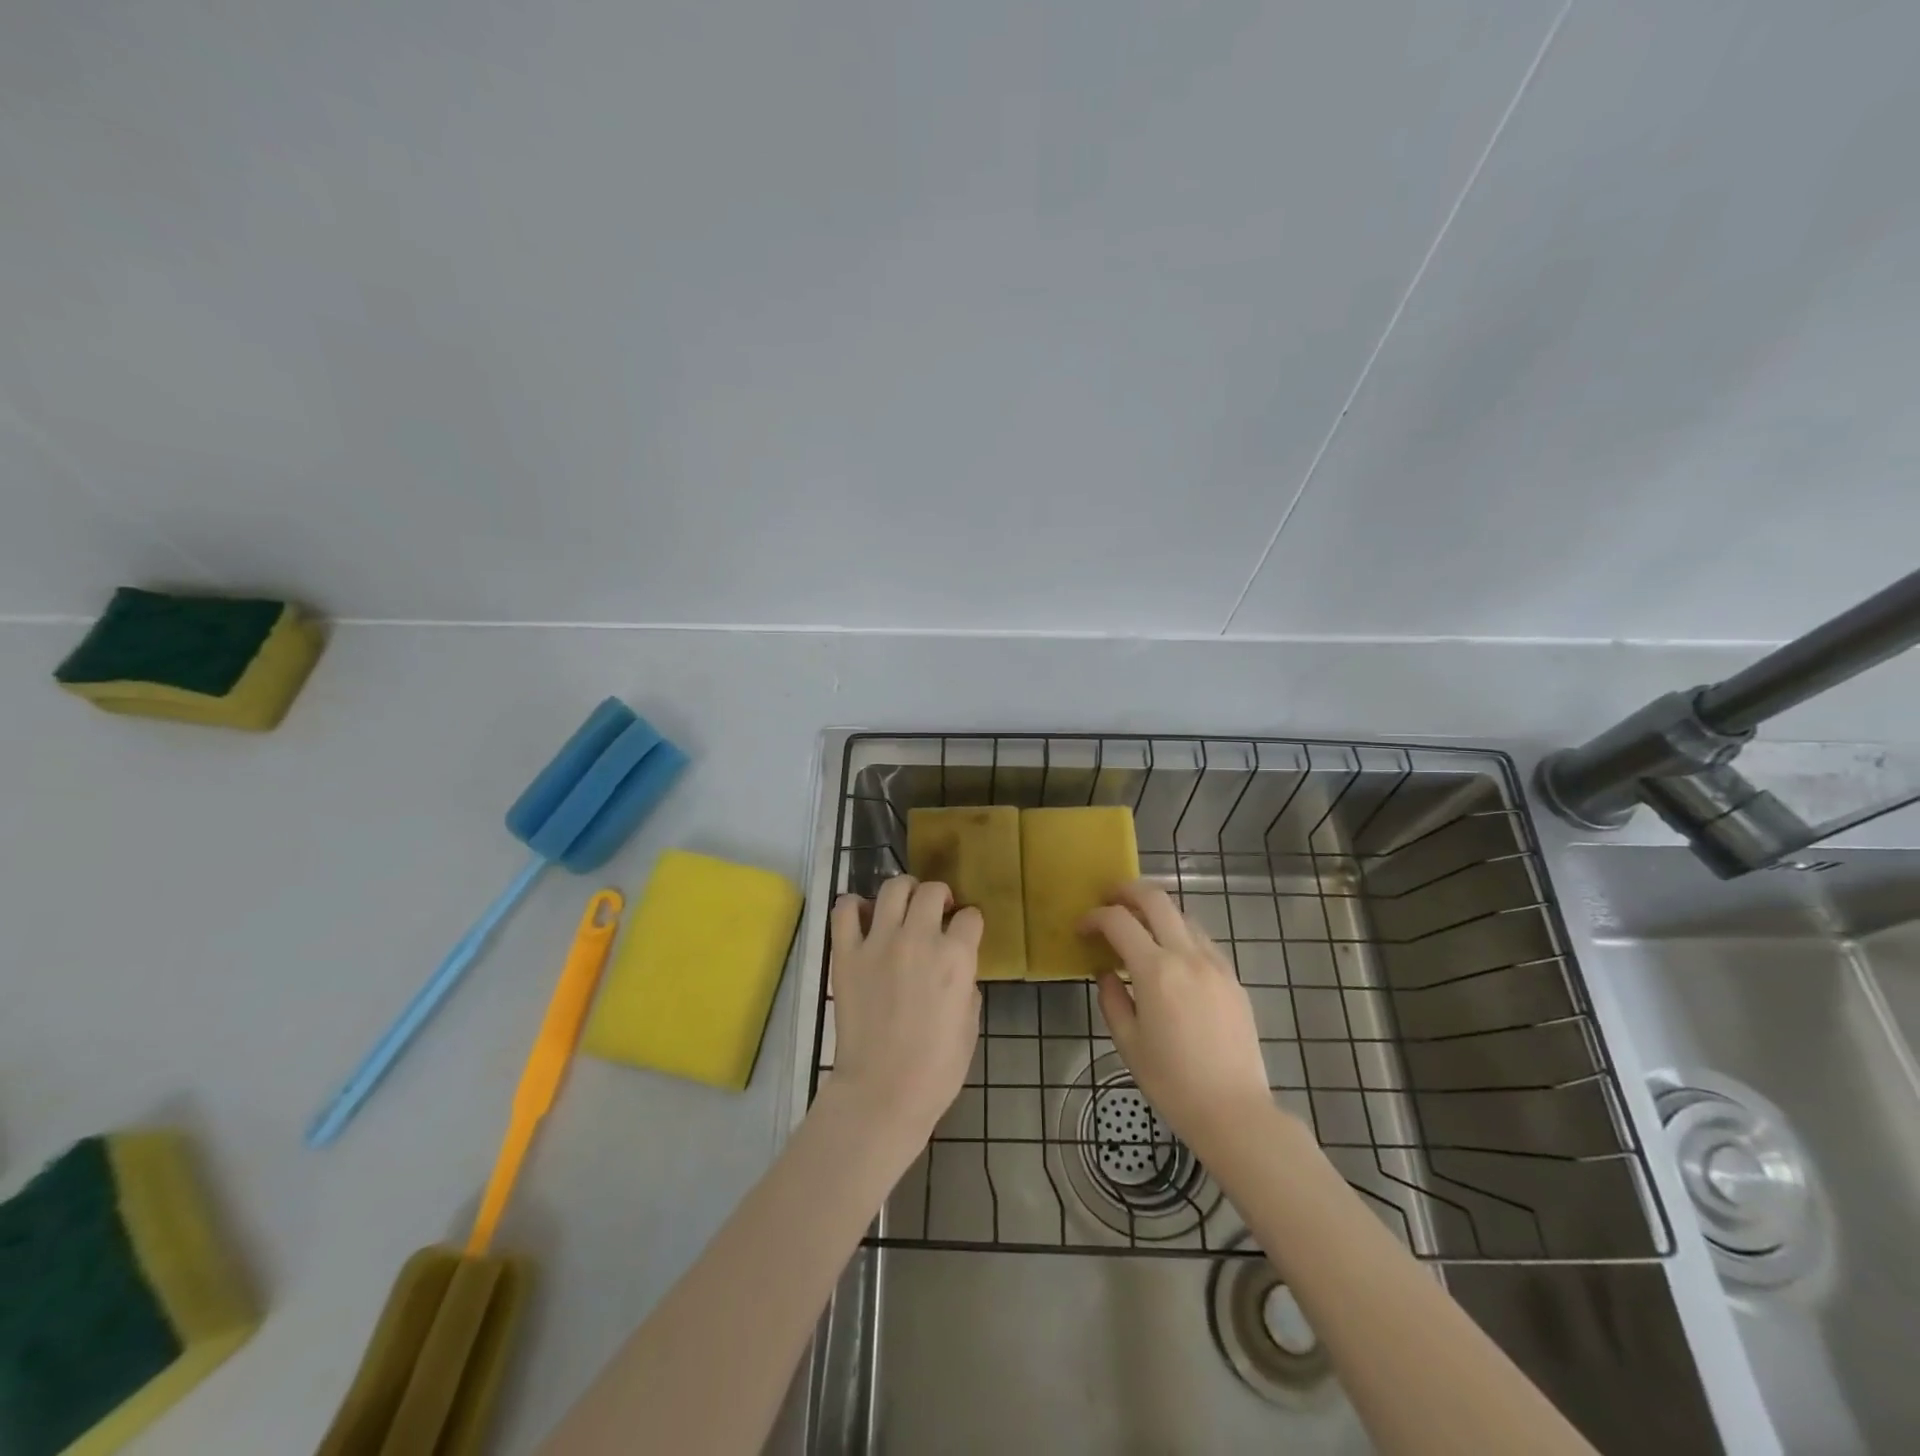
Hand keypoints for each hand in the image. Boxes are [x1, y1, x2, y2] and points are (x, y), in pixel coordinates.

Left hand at [828, 875, 981, 1146]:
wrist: (882, 1092)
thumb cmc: (936, 1068)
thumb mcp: (970, 1024)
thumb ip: (966, 984)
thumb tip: (957, 969)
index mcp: (956, 957)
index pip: (970, 916)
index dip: (969, 924)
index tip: (964, 934)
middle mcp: (919, 938)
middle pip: (932, 891)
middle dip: (940, 897)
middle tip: (936, 914)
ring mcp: (878, 942)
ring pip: (893, 888)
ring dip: (904, 892)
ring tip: (903, 908)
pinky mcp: (846, 954)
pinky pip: (844, 911)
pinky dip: (853, 907)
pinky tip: (862, 918)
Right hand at [1082, 881, 1283, 1158]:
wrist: (1234, 1112)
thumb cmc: (1172, 1083)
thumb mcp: (1128, 1043)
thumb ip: (1112, 999)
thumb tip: (1106, 973)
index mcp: (1155, 971)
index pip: (1118, 921)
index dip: (1094, 917)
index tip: (1082, 929)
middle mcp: (1187, 956)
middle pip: (1156, 899)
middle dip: (1127, 891)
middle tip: (1108, 899)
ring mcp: (1215, 964)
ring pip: (1182, 915)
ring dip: (1156, 911)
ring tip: (1138, 927)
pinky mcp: (1233, 978)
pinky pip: (1202, 940)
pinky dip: (1180, 934)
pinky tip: (1171, 956)